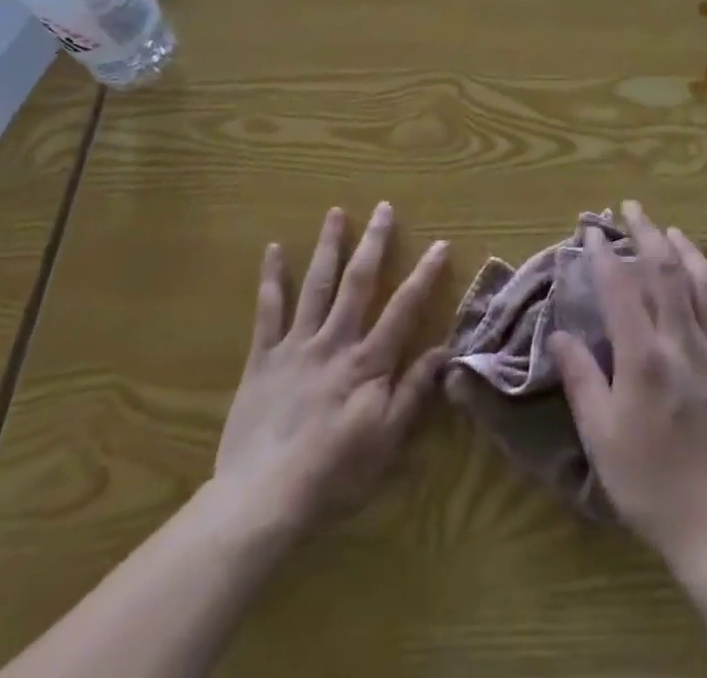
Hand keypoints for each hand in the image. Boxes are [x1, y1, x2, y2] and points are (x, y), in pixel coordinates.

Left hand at [207, 203, 449, 542]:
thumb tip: (444, 349)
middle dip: (374, 242)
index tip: (440, 244)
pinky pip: (268, 310)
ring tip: (335, 212)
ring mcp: (296, 345)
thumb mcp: (387, 441)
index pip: (404, 307)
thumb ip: (414, 391)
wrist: (263, 499)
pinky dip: (271, 278)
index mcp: (367, 361)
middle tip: (383, 207)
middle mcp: (335, 341)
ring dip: (328, 246)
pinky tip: (272, 249)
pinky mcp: (263, 357)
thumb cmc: (334, 474)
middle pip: (358, 281)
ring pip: (316, 284)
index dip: (424, 274)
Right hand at [549, 201, 706, 569]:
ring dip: (680, 247)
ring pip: (698, 281)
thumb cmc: (650, 484)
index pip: (620, 289)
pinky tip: (701, 269)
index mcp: (643, 358)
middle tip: (628, 208)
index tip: (591, 230)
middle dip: (643, 233)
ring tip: (664, 226)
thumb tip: (557, 333)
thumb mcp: (601, 437)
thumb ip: (581, 378)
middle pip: (662, 271)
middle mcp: (680, 342)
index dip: (604, 254)